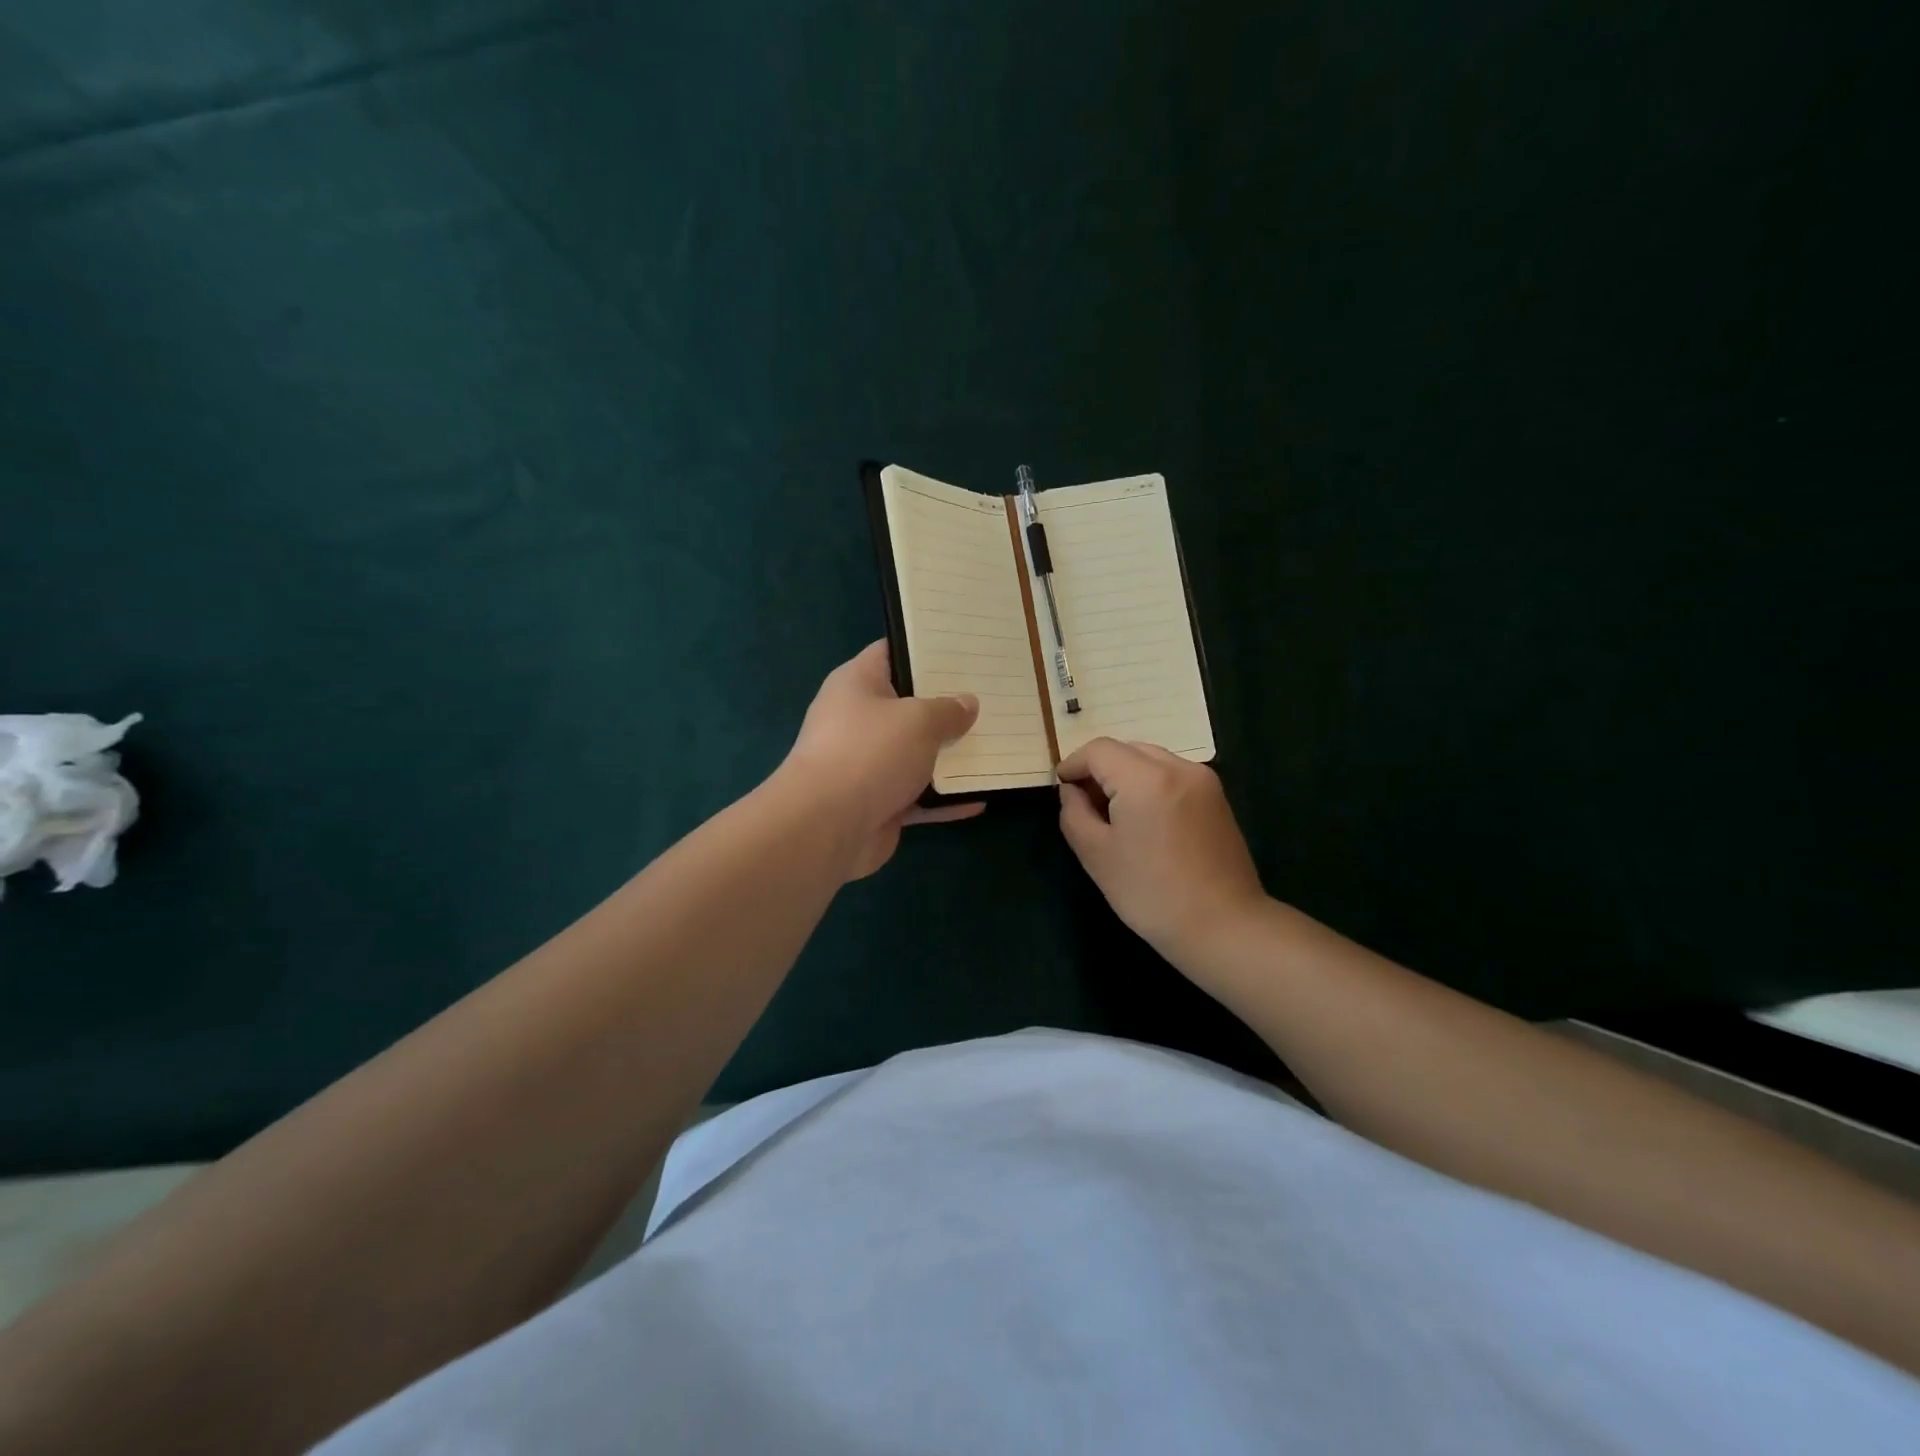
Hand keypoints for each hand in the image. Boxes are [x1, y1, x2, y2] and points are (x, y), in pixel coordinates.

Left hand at [778, 641, 982, 878]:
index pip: (893, 652)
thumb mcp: (918, 720)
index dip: (927, 648)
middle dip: (949, 704)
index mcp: (858, 684)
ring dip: (951, 755)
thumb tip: (967, 703)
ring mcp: (868, 764)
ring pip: (918, 754)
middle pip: (910, 706)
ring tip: (997, 743)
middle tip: (992, 695)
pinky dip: (945, 799)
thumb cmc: (869, 753)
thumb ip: (948, 710)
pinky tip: (980, 799)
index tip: (966, 650)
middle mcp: (860, 720)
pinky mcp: (879, 803)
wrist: (826, 827)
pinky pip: (920, 796)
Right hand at [1057, 738, 1266, 968]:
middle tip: (1084, 803)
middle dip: (1100, 768)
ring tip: (1114, 813)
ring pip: (1151, 759)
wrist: (1223, 927)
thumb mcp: (1096, 855)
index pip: (1099, 750)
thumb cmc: (1151, 894)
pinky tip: (1144, 820)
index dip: (1073, 764)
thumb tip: (1071, 791)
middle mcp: (1178, 767)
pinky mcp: (1217, 798)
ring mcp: (1203, 781)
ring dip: (1125, 775)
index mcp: (1146, 778)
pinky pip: (1173, 775)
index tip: (1061, 788)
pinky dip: (1150, 784)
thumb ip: (1074, 813)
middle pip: (1127, 749)